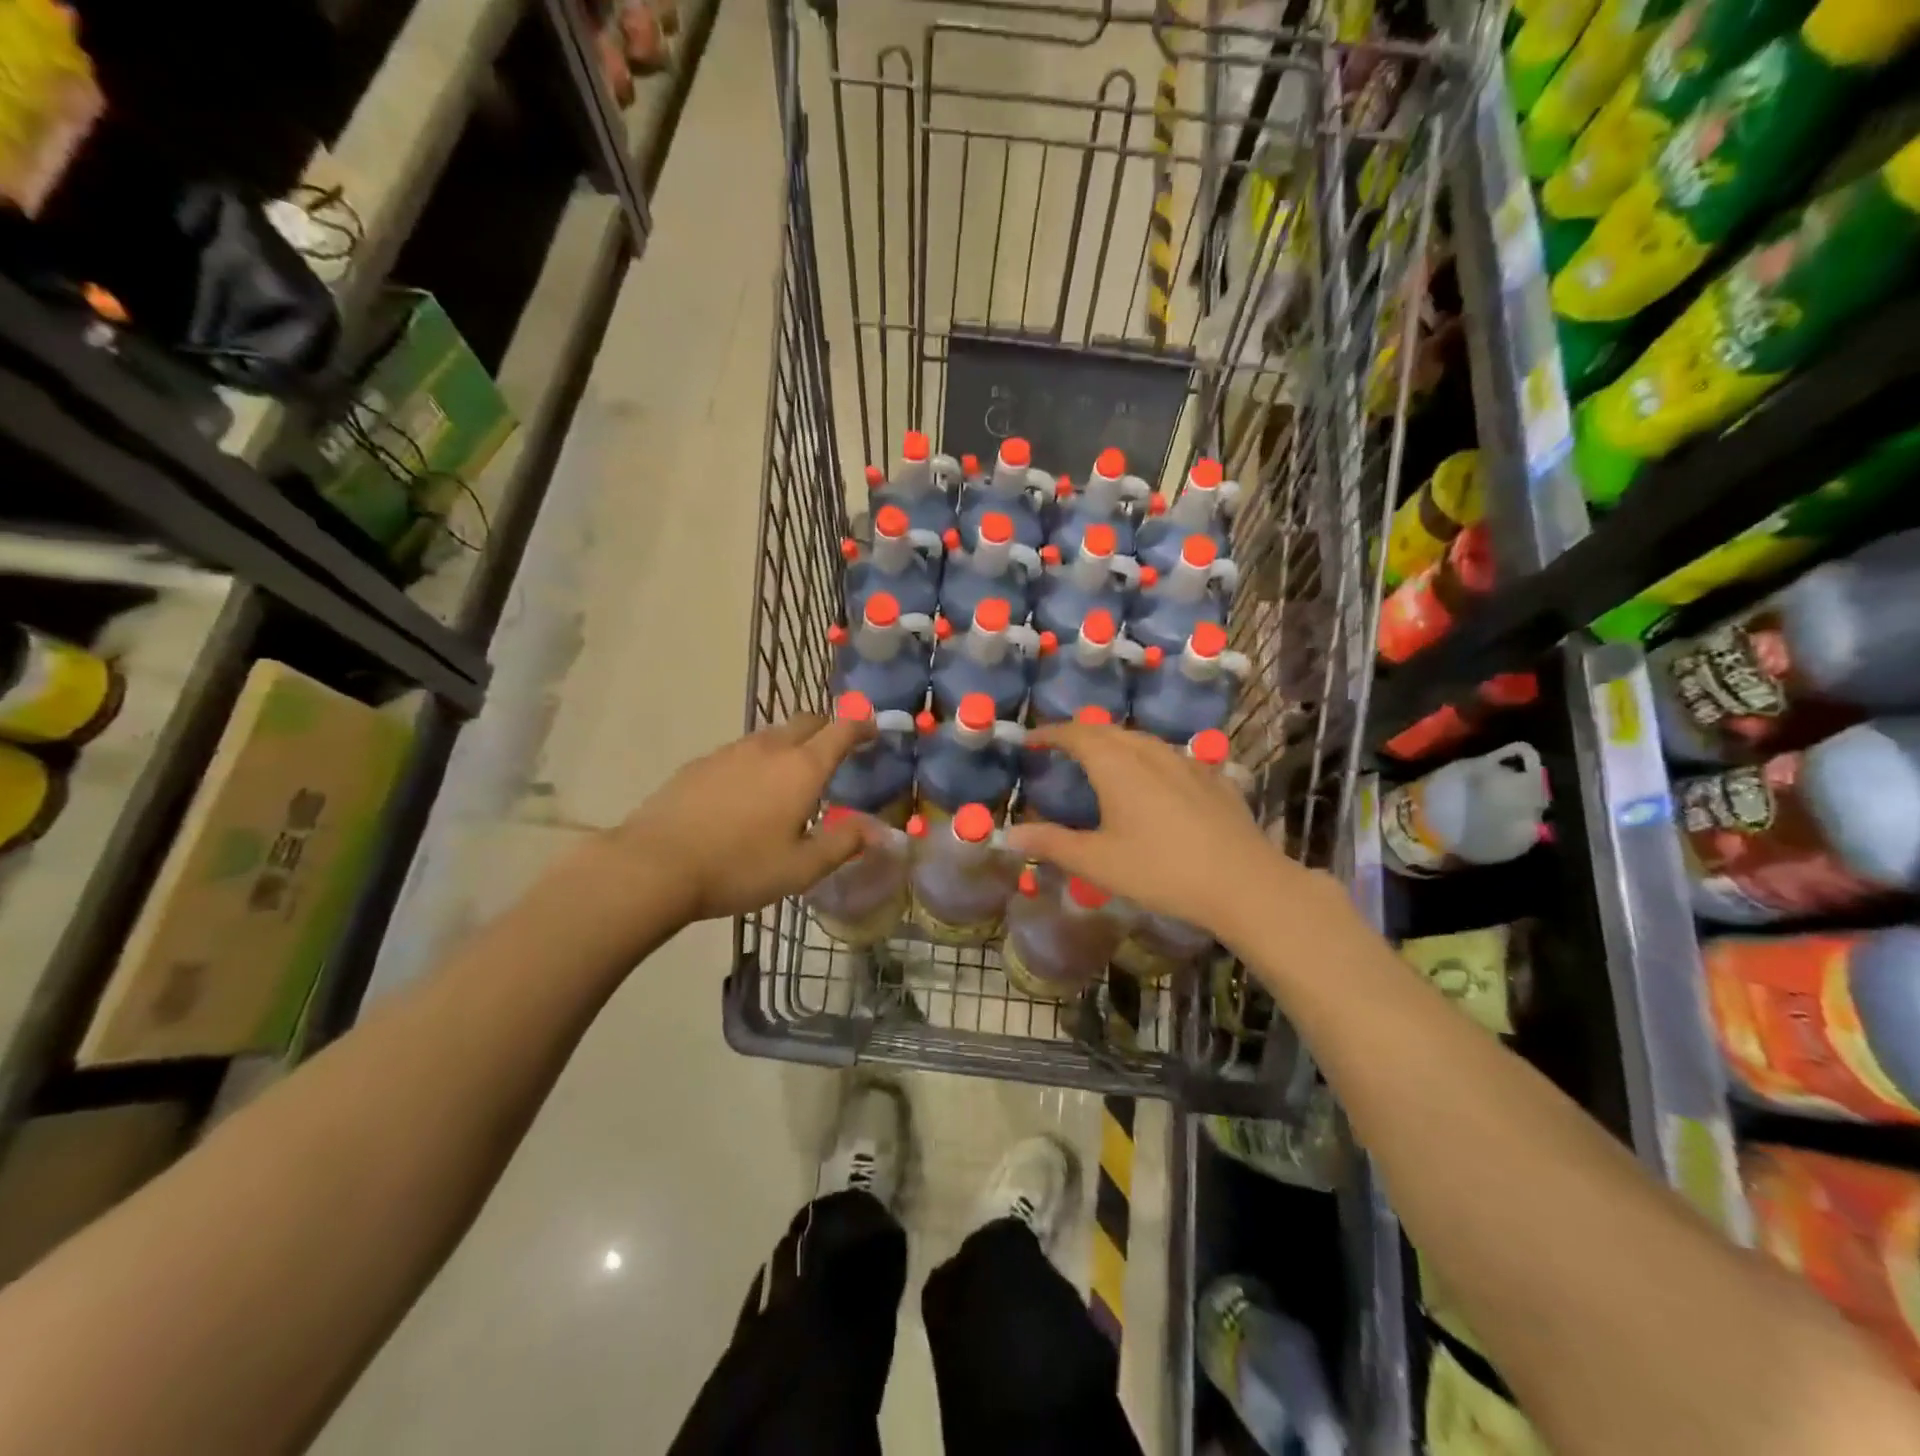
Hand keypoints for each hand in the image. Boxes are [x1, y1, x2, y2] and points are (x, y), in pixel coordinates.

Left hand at [610, 712, 872, 923]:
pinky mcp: (700, 763)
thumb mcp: (801, 867)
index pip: (841, 730)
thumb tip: (878, 830)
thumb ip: (844, 843)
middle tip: (834, 754)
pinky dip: (757, 761)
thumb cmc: (739, 867)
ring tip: (790, 778)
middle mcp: (769, 748)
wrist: (654, 865)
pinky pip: (741, 752)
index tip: (873, 730)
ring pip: (771, 735)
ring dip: (790, 745)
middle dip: (827, 729)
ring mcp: (730, 752)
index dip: (862, 726)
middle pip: (806, 721)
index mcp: (802, 768)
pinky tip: (746, 794)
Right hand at [1002, 722, 1338, 941]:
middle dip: (1079, 735)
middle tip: (1060, 751)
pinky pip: (1167, 756)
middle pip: (1108, 730)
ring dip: (1113, 744)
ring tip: (1101, 763)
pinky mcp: (1211, 777)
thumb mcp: (1097, 862)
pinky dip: (1145, 759)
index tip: (1031, 740)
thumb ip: (1051, 843)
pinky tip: (1150, 783)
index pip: (1075, 734)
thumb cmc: (1161, 870)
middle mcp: (1149, 751)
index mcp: (1116, 764)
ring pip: (1140, 740)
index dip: (1049, 733)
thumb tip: (1007, 834)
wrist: (1243, 882)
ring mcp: (1185, 761)